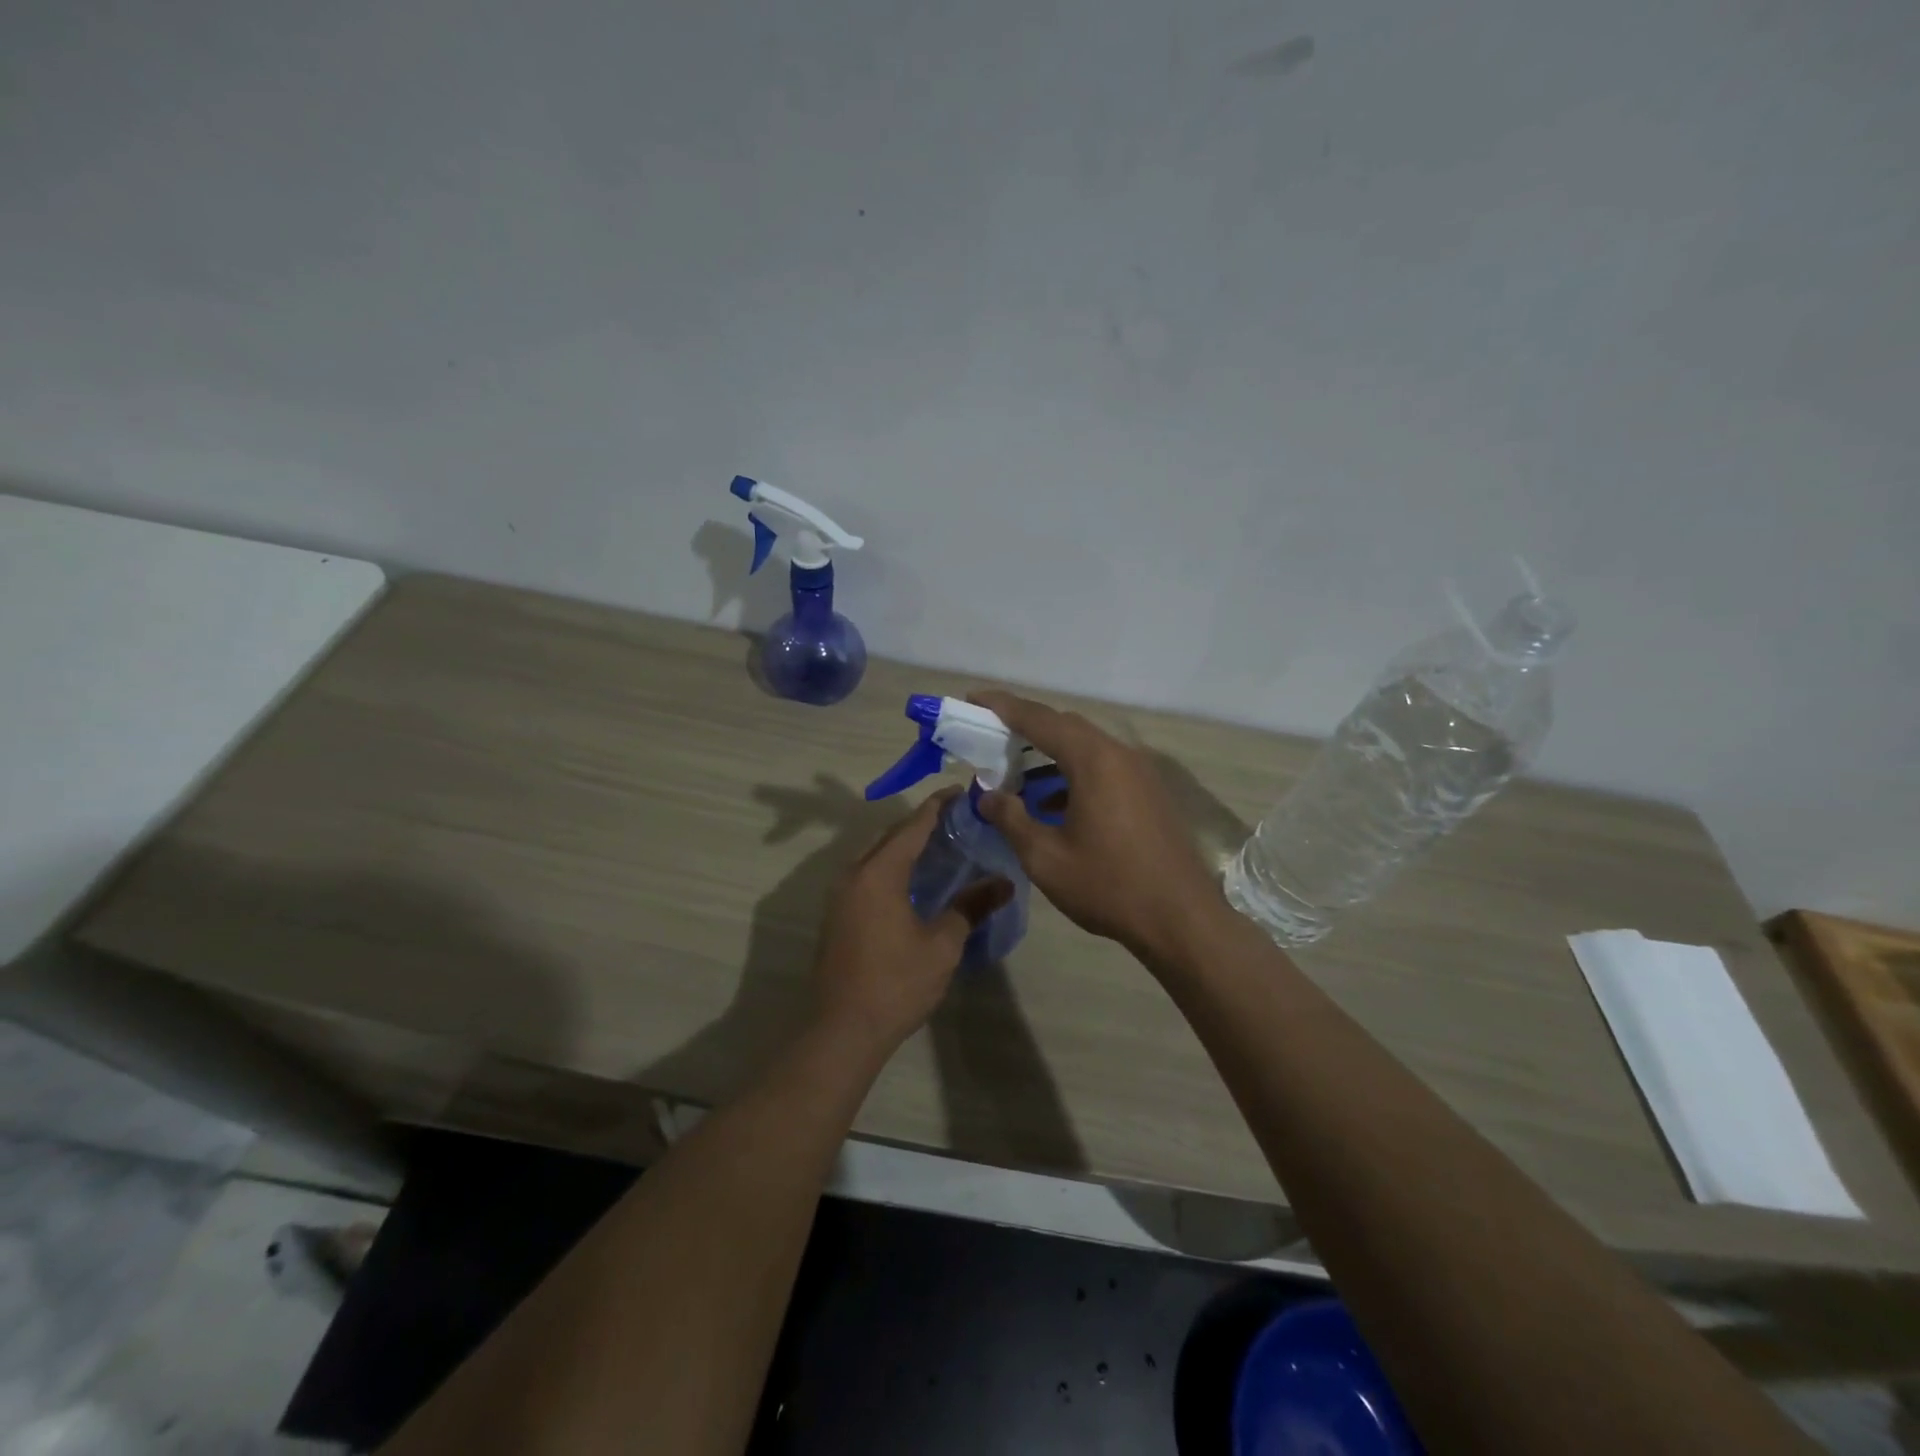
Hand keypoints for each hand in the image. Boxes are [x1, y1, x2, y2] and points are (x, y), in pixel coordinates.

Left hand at [811, 790, 1012, 1054]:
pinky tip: (915, 881)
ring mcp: (840, 895)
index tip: (961, 792)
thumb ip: (970, 906)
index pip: (912, 826)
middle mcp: (853, 874)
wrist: (842, 1029)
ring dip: (904, 846)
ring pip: (876, 856)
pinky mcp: (837, 915)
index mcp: (878, 873)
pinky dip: (892, 867)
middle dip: (921, 824)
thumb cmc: (896, 982)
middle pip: (890, 837)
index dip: (938, 807)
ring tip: (940, 846)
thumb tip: (1004, 883)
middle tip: (957, 820)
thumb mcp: (942, 944)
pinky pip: (867, 875)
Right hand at [972, 690, 1220, 961]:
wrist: (1181, 919)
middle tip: (989, 736)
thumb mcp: (1046, 858)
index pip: (1039, 719)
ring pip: (1085, 747)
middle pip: (1065, 726)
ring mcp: (1139, 772)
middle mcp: (1119, 754)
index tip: (973, 700)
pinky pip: (1103, 767)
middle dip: (1025, 727)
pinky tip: (1053, 803)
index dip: (1002, 707)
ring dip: (1049, 753)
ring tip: (1015, 773)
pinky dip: (1073, 773)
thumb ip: (1011, 819)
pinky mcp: (1149, 791)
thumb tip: (986, 796)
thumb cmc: (1109, 886)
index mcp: (1093, 761)